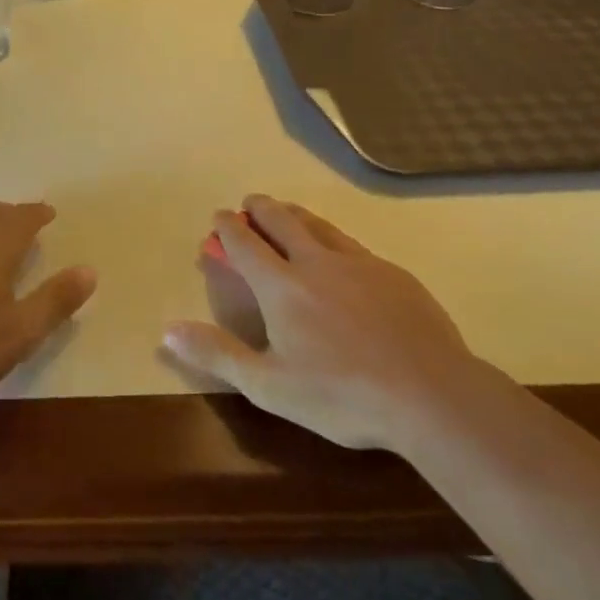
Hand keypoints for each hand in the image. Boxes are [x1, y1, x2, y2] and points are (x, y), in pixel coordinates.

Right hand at [163, 194, 478, 448]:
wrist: (432, 396)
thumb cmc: (341, 395)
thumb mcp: (268, 385)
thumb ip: (217, 354)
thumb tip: (167, 330)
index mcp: (281, 286)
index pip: (245, 244)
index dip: (228, 227)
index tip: (219, 215)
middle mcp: (316, 263)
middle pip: (282, 222)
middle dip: (261, 209)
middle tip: (250, 203)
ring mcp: (360, 265)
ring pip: (321, 227)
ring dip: (297, 216)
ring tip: (289, 213)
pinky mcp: (395, 276)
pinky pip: (355, 247)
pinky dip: (335, 241)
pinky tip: (344, 256)